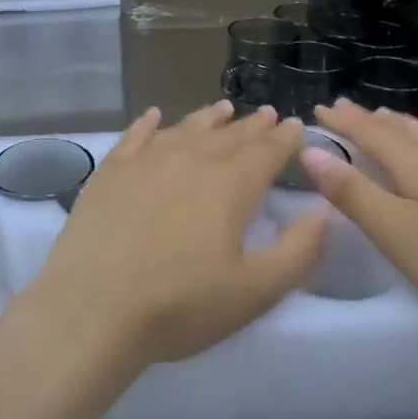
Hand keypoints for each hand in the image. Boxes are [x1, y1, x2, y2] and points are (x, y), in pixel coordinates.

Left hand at [26, 101, 329, 366]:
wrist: (93, 308)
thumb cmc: (180, 306)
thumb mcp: (256, 291)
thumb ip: (300, 250)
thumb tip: (324, 209)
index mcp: (230, 186)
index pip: (267, 152)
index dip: (286, 139)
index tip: (297, 126)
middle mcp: (191, 160)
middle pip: (229, 136)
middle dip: (253, 126)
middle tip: (268, 114)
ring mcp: (146, 161)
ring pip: (185, 129)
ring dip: (208, 118)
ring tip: (224, 109)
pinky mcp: (110, 172)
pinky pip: (135, 136)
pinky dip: (149, 123)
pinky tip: (154, 116)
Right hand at [300, 99, 417, 338]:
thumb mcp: (394, 232)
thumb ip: (352, 192)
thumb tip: (310, 151)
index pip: (372, 133)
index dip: (344, 121)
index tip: (319, 109)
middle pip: (404, 130)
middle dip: (370, 119)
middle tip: (346, 109)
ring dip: (403, 127)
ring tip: (388, 120)